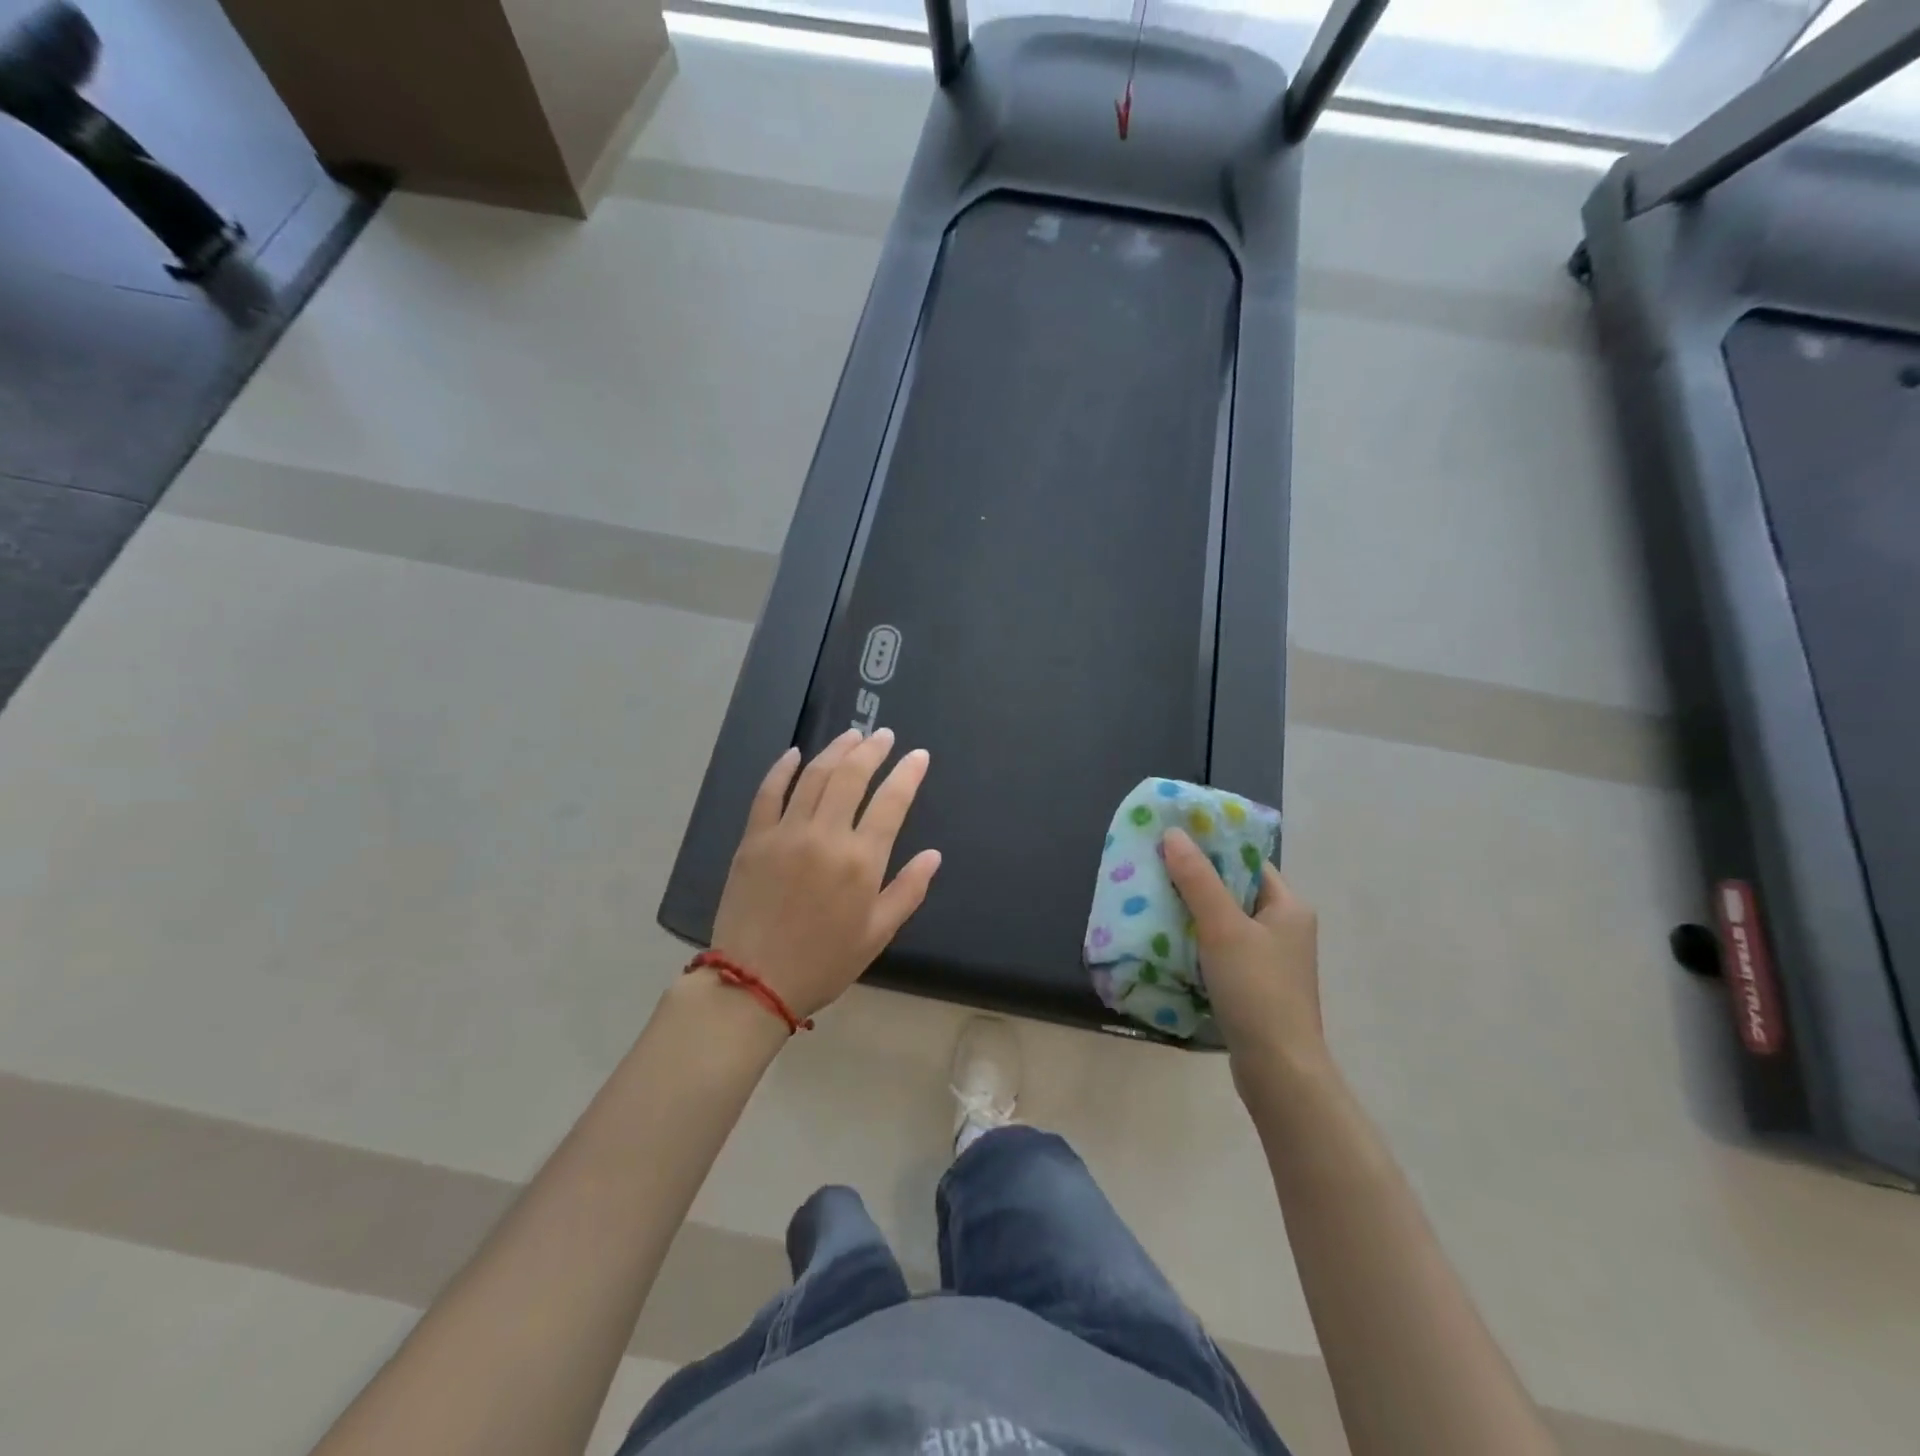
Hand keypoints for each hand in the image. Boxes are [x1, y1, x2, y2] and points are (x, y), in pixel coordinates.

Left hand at [709, 728, 940, 1021]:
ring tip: (851, 736)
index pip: (891, 802)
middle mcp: (825, 836)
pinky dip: (781, 769)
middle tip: (884, 736)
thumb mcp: (877, 934)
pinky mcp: (753, 839)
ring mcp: (785, 833)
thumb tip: (933, 855)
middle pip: (851, 777)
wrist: (753, 983)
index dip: (908, 774)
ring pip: (813, 776)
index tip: (918, 755)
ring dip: (835, 751)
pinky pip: (768, 793)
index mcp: (860, 861)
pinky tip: (794, 754)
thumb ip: (908, 890)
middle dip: (872, 750)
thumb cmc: (823, 962)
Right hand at [1162, 828, 1325, 1091]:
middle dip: (1194, 881)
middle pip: (1233, 891)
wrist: (1278, 1070)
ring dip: (1191, 914)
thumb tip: (1173, 833)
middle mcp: (1284, 928)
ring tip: (1151, 902)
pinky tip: (1166, 943)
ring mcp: (1270, 960)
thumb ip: (1197, 880)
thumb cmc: (1257, 990)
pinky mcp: (1254, 986)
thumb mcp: (1223, 927)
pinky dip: (1196, 944)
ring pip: (1224, 923)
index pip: (1247, 862)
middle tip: (1153, 870)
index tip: (1171, 841)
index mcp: (1288, 906)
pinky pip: (1221, 951)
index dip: (1212, 849)